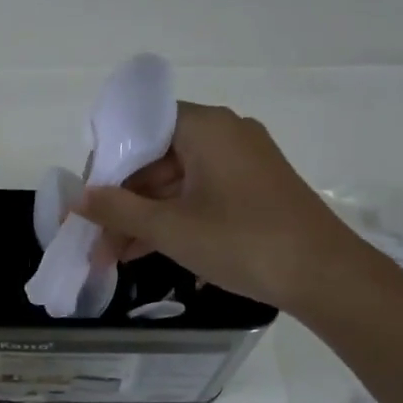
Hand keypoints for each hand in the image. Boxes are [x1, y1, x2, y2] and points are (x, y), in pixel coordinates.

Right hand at [74, 102, 361, 311]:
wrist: (325, 275)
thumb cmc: (242, 240)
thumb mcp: (170, 227)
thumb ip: (117, 209)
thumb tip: (77, 199)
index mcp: (206, 127)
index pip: (140, 127)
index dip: (108, 161)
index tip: (88, 198)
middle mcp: (225, 134)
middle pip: (156, 158)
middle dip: (122, 201)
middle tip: (94, 238)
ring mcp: (243, 163)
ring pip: (176, 182)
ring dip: (143, 217)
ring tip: (112, 256)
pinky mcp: (254, 190)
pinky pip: (199, 196)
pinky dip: (173, 220)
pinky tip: (145, 252)